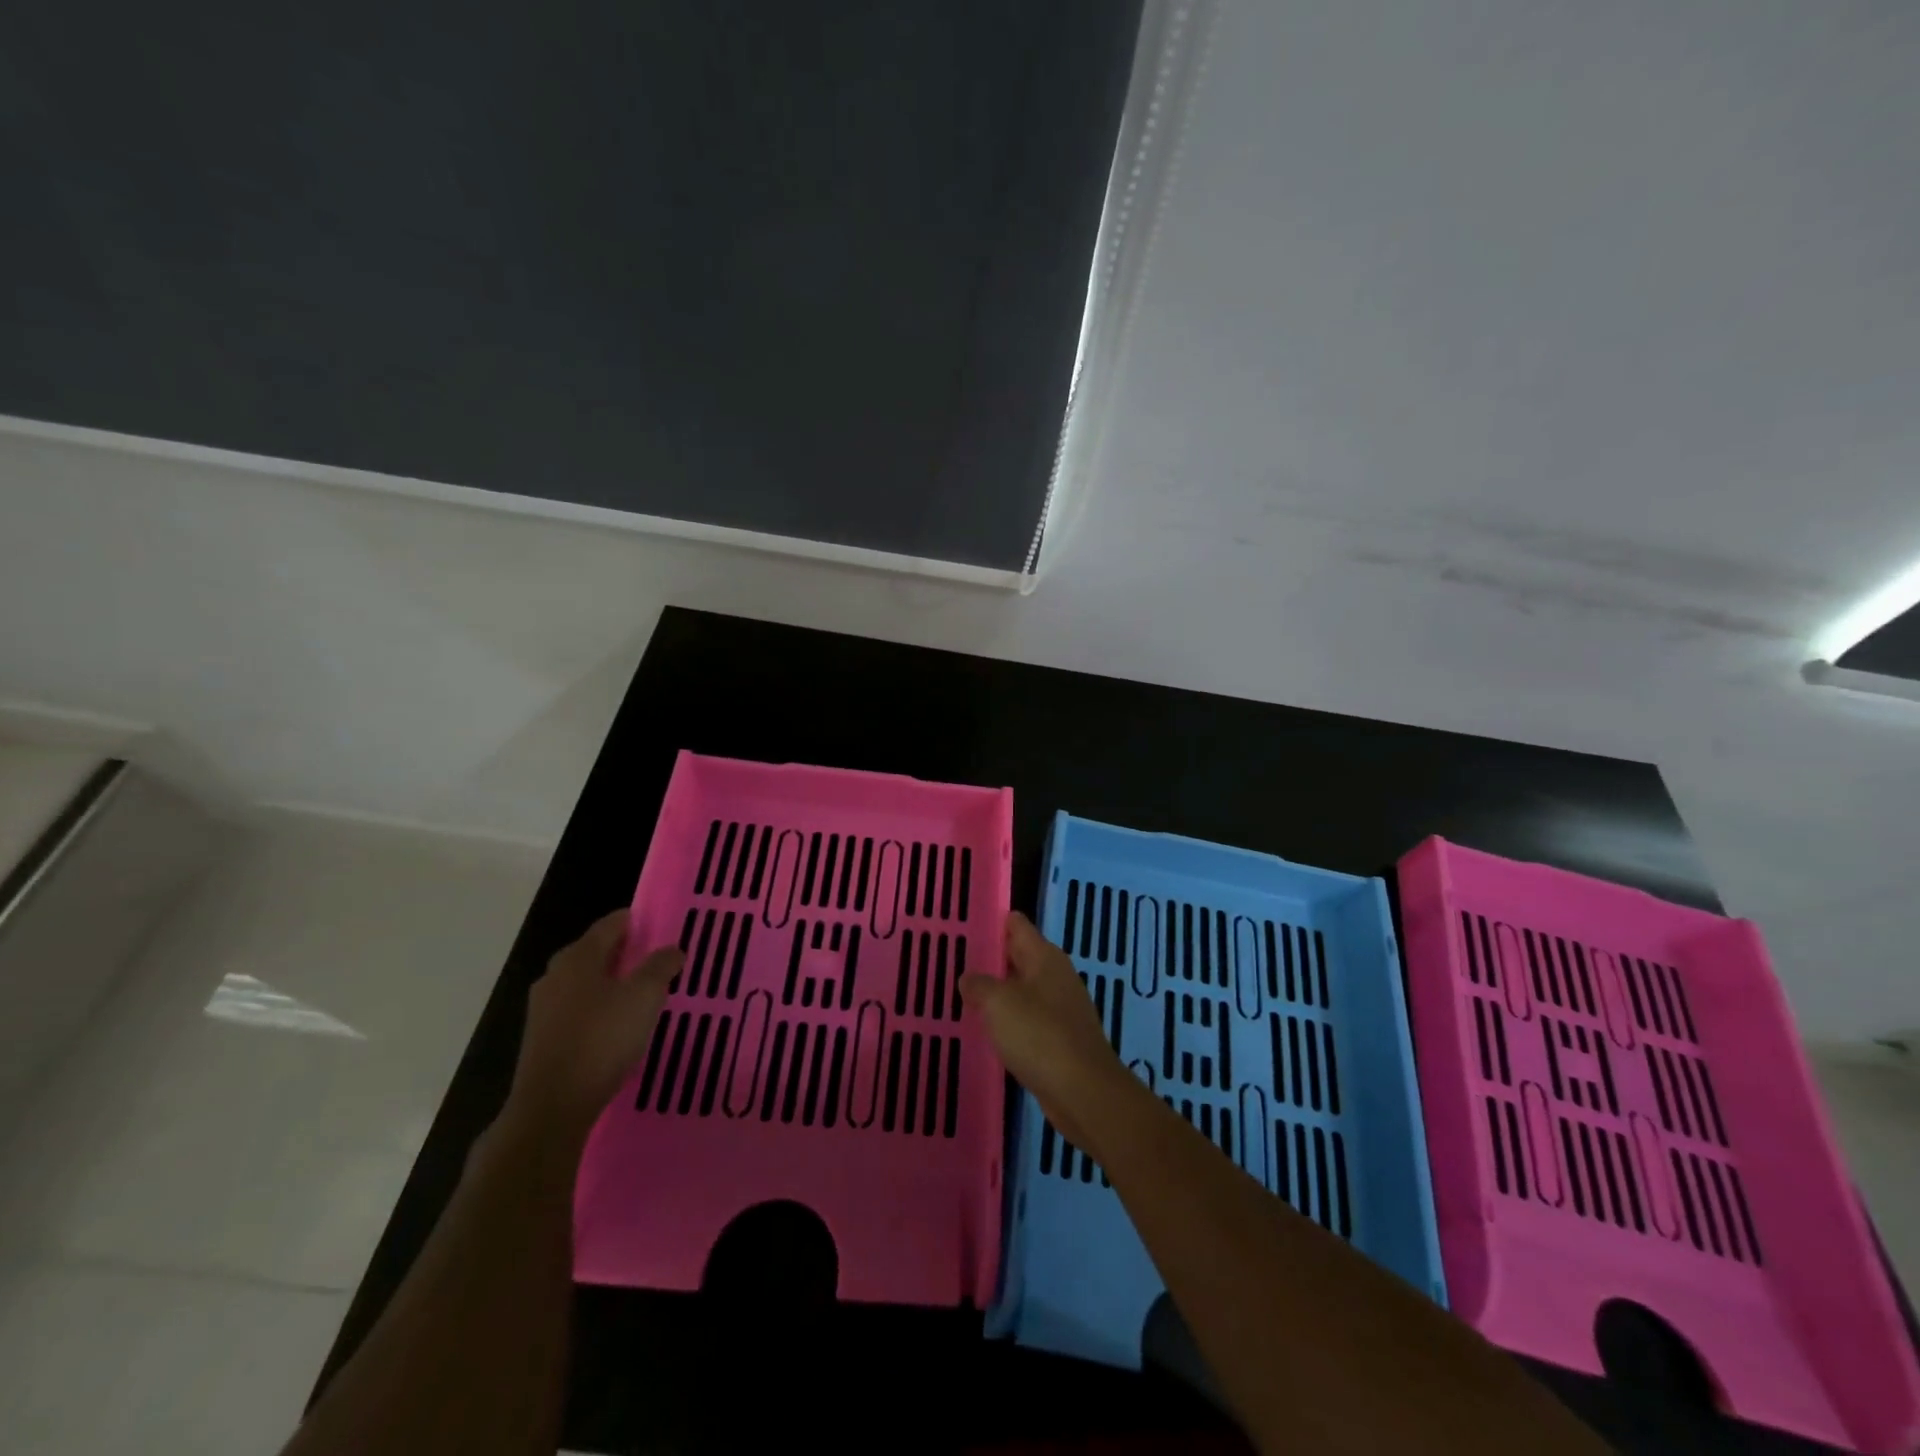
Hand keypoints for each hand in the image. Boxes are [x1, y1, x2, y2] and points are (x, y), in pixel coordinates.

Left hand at [506, 911, 683, 1140]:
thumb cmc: (602, 1039)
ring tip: (644, 994)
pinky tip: (619, 1025)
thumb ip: (661, 966)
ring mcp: (544, 1008)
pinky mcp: (542, 1037)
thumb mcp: (644, 996)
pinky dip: (600, 1009)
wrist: (552, 1106)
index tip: (664, 928)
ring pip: (586, 982)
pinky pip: (578, 1010)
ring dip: (613, 983)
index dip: (639, 921)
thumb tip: (673, 949)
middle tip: (659, 961)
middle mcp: (556, 974)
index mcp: (578, 956)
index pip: (612, 923)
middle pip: (597, 951)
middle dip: (627, 953)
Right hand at [960, 911, 1130, 1148]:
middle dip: (991, 959)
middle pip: (1019, 956)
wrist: (1082, 1091)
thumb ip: (979, 985)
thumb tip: (969, 979)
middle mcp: (1055, 976)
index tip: (963, 928)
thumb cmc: (1039, 1035)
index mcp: (1045, 957)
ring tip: (965, 995)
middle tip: (954, 962)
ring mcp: (1061, 1008)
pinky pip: (1029, 1019)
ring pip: (1022, 989)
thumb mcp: (998, 1002)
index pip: (1016, 925)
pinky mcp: (1061, 1039)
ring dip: (999, 992)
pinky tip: (989, 1030)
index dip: (991, 923)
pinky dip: (1010, 1020)